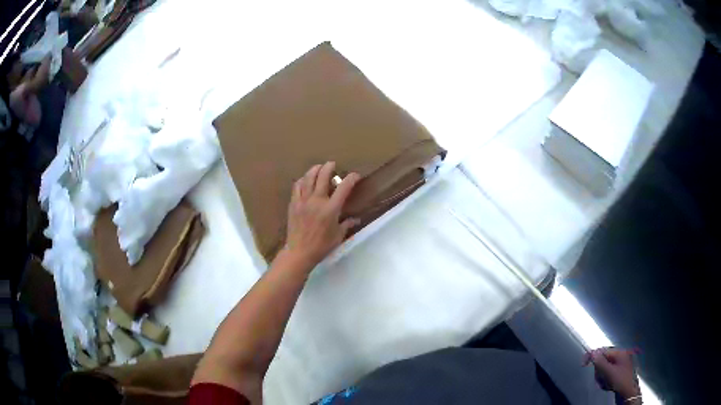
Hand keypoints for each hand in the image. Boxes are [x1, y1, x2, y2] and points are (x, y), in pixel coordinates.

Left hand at [283, 162, 360, 268]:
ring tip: (318, 167)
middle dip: (329, 167)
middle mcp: (317, 200)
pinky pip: (297, 187)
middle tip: (332, 164)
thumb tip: (356, 219)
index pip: (344, 188)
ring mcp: (303, 201)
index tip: (355, 175)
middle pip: (323, 176)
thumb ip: (347, 224)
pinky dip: (302, 180)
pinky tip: (305, 180)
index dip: (351, 178)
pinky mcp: (293, 204)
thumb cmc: (321, 246)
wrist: (299, 252)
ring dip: (314, 170)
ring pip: (308, 178)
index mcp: (331, 209)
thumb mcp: (338, 236)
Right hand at [583, 347, 640, 399]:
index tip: (583, 363)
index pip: (603, 350)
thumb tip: (593, 352)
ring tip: (603, 384)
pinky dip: (605, 379)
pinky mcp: (619, 372)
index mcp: (619, 352)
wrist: (628, 392)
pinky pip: (607, 373)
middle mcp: (620, 355)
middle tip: (599, 379)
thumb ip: (601, 362)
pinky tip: (607, 385)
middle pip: (603, 360)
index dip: (593, 356)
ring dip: (601, 377)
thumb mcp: (609, 372)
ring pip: (604, 368)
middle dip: (598, 371)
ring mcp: (620, 364)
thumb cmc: (620, 380)